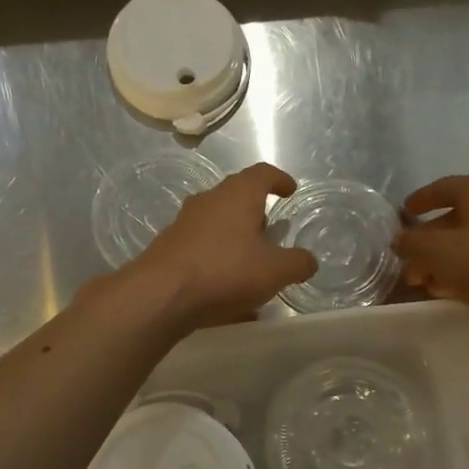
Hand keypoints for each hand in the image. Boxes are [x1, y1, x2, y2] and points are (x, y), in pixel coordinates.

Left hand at [127, 162, 318, 329]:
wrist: (160, 295)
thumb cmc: (225, 271)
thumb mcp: (275, 271)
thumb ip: (298, 263)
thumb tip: (308, 261)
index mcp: (238, 195)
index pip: (262, 173)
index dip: (279, 179)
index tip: (289, 190)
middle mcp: (209, 201)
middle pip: (236, 196)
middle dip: (255, 211)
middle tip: (271, 231)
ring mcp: (184, 223)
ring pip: (217, 223)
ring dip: (235, 237)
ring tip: (250, 263)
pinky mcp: (169, 248)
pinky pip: (201, 248)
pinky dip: (218, 261)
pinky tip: (226, 290)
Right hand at [392, 174, 468, 341]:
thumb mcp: (437, 252)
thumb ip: (412, 243)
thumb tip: (400, 240)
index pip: (442, 188)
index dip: (419, 201)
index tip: (402, 214)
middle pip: (453, 219)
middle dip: (427, 242)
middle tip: (407, 263)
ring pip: (468, 242)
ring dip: (441, 260)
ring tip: (421, 282)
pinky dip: (462, 270)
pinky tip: (446, 290)